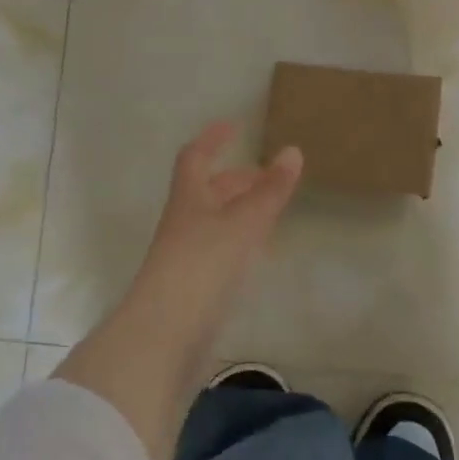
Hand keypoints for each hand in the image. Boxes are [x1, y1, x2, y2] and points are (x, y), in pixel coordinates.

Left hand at [116, 120, 302, 356]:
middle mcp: (184, 222)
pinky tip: (258, 253)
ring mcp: (187, 256)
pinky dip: (241, 241)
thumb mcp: (243, 222)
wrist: (166, 334)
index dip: (213, 139)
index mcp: (189, 199)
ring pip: (215, 222)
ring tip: (270, 211)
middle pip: (207, 191)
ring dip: (240, 210)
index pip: (196, 157)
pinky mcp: (195, 286)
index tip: (234, 126)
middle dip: (236, 179)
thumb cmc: (203, 265)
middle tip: (267, 176)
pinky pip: (220, 251)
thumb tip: (292, 151)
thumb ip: (269, 191)